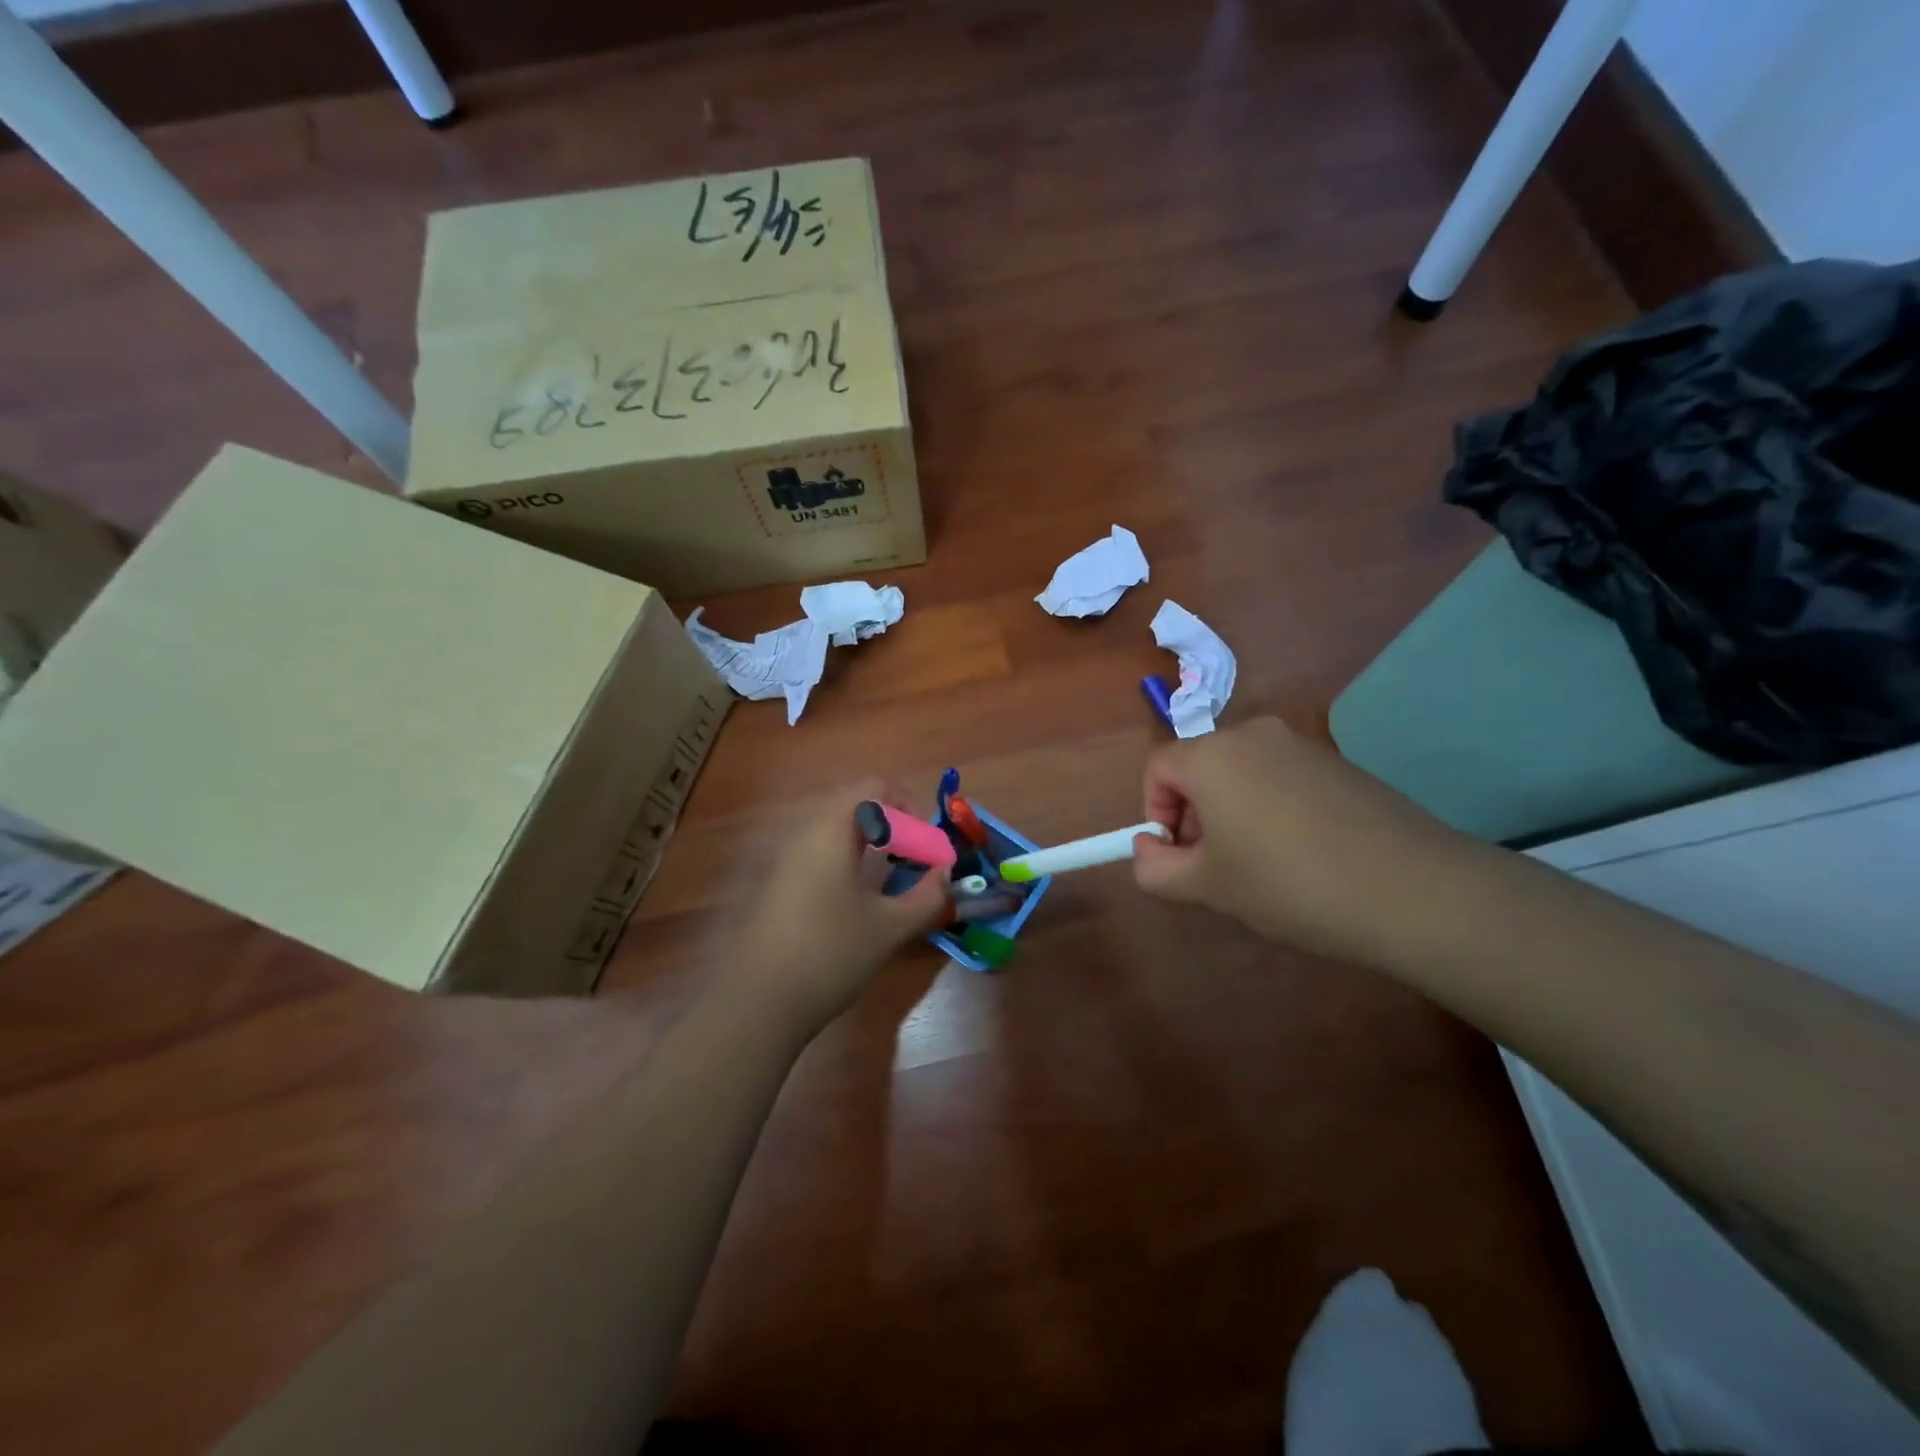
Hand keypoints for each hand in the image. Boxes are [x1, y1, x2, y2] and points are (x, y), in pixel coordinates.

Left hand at [732, 782, 951, 1034]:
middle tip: (913, 864)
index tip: (924, 844)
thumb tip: (945, 873)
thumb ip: (926, 896)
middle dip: (892, 829)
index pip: (873, 788)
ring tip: (891, 886)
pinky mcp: (779, 887)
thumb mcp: (890, 927)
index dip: (907, 806)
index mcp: (831, 831)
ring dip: (871, 848)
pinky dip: (848, 865)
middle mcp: (805, 835)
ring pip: (837, 834)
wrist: (757, 1003)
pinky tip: (859, 906)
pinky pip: (820, 856)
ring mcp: (787, 861)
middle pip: (855, 808)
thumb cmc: (830, 954)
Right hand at [1131, 716, 1472, 963]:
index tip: (1177, 856)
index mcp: (1212, 755)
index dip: (1155, 812)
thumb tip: (1147, 848)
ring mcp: (1302, 745)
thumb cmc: (1288, 884)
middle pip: (1200, 766)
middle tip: (1214, 867)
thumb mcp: (1207, 887)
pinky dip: (1273, 808)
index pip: (1157, 768)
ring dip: (1232, 813)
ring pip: (1242, 773)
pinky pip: (1283, 778)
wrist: (1412, 890)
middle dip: (1194, 814)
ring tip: (1260, 866)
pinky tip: (1303, 855)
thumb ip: (1155, 868)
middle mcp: (1254, 735)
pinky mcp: (1339, 763)